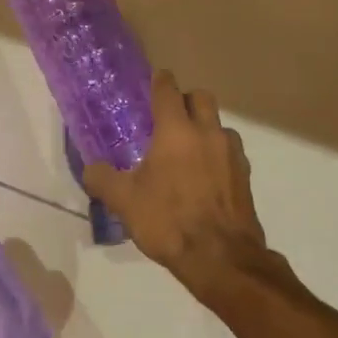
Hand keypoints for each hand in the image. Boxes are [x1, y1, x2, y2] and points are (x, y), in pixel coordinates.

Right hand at [83, 70, 269, 301]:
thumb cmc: (168, 221)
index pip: (168, 90)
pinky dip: (217, 154)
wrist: (221, 257)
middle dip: (185, 100)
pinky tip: (205, 177)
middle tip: (169, 117)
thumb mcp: (124, 202)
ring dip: (204, 128)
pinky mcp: (245, 176)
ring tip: (188, 151)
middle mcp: (207, 133)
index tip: (154, 80)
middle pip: (201, 97)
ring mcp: (232, 153)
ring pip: (219, 125)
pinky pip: (230, 151)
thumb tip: (91, 169)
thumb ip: (103, 180)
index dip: (160, 81)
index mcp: (176, 131)